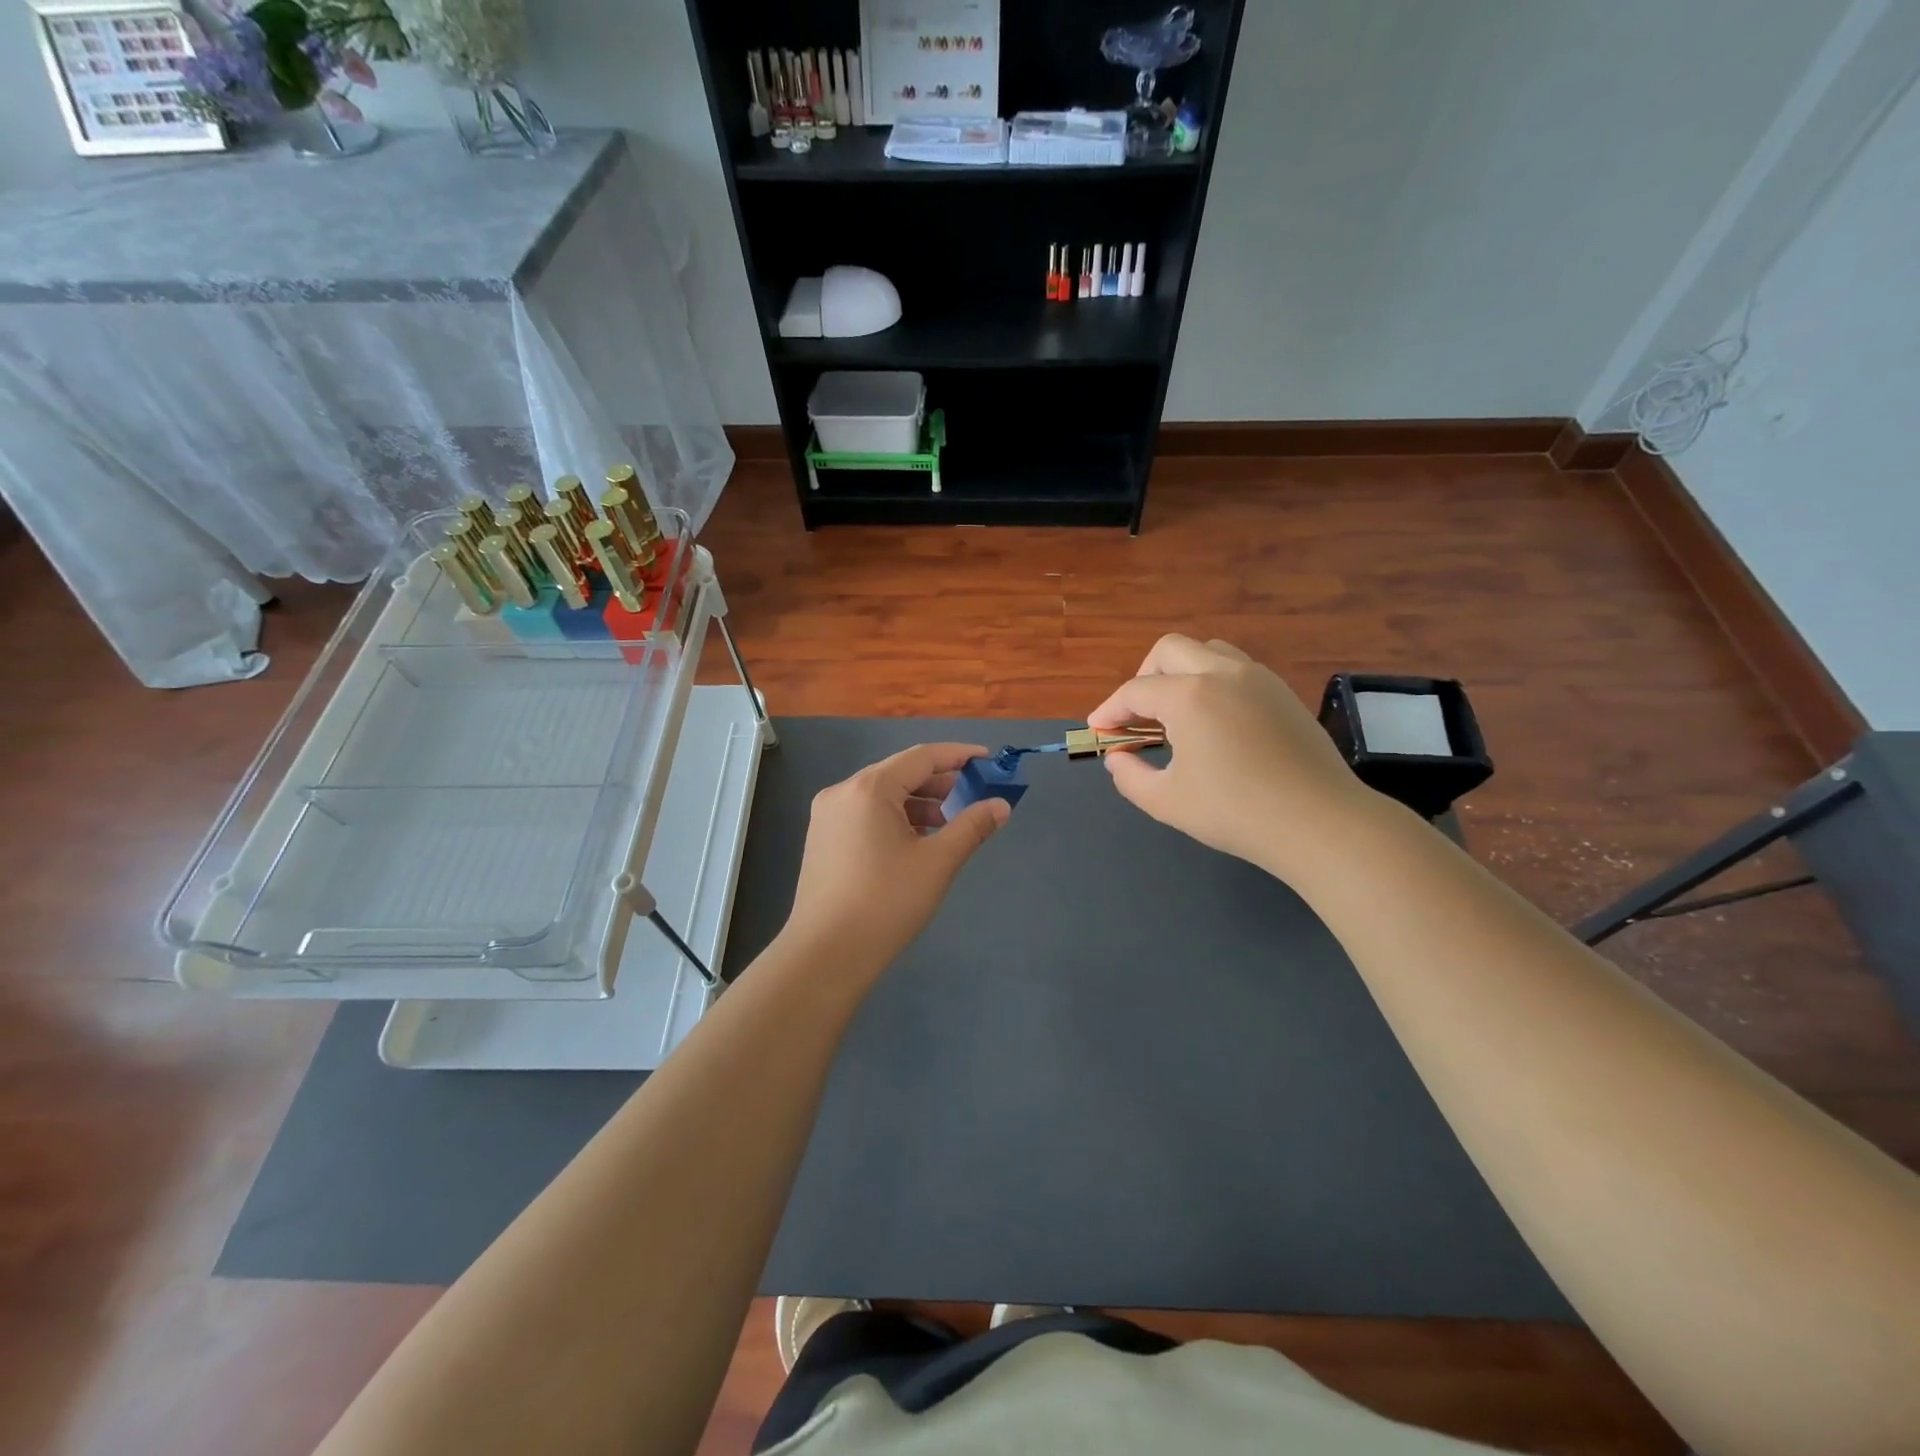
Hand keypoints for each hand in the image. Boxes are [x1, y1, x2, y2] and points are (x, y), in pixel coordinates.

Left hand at [780, 743, 1010, 981]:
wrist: (826, 955)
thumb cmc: (886, 902)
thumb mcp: (937, 862)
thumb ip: (972, 827)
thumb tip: (1001, 806)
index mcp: (869, 788)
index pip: (921, 757)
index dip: (958, 755)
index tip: (987, 761)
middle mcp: (843, 792)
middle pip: (899, 773)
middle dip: (939, 782)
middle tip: (974, 794)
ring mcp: (827, 816)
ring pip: (882, 796)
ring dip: (918, 803)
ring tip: (949, 822)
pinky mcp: (822, 840)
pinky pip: (866, 814)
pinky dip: (895, 818)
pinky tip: (917, 841)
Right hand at [1087, 635, 1373, 878]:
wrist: (1320, 822)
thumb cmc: (1236, 813)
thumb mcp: (1166, 801)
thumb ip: (1129, 775)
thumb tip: (1118, 757)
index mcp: (1189, 696)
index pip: (1135, 691)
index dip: (1109, 710)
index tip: (1098, 730)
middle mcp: (1223, 673)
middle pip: (1169, 650)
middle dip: (1143, 677)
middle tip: (1136, 716)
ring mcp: (1258, 678)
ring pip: (1207, 650)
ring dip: (1180, 673)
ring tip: (1175, 713)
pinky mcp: (1282, 692)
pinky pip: (1236, 668)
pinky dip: (1211, 681)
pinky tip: (1213, 721)